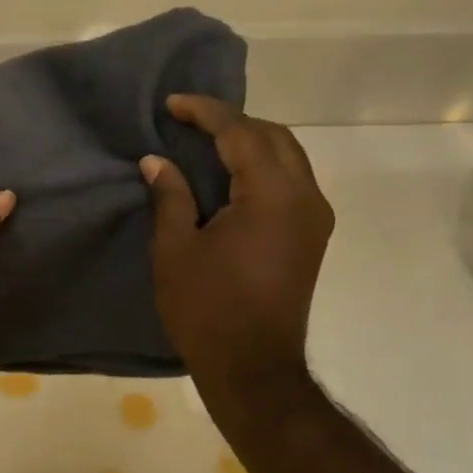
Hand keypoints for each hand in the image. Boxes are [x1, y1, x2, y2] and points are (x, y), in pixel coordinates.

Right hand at [141, 95, 333, 386]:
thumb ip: (171, 196)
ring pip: (289, 156)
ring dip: (251, 142)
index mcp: (271, 195)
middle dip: (232, 122)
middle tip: (188, 122)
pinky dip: (263, 166)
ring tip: (207, 143)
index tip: (172, 104)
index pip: (240, 133)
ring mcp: (315, 217)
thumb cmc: (207, 309)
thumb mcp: (175, 250)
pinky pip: (292, 181)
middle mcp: (305, 197)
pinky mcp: (312, 236)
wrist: (253, 367)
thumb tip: (157, 161)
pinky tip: (232, 176)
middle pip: (273, 136)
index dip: (204, 112)